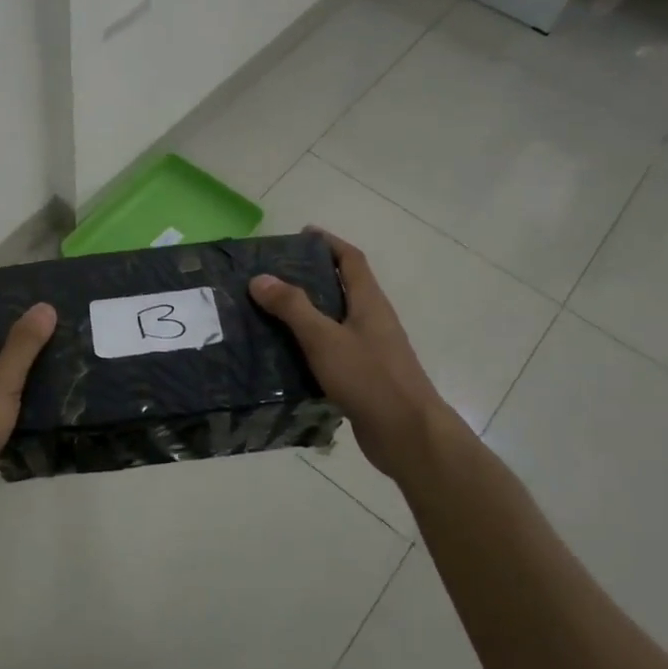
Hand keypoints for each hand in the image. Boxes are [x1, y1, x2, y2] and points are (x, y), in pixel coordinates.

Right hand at [248, 229, 461, 479]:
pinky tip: (284, 356)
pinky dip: (310, 346)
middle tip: (272, 277)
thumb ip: (293, 307)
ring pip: (335, 322)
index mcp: (369, 302)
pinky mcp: (363, 377)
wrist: (407, 434)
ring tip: (268, 313)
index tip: (302, 234)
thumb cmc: (369, 378)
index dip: (329, 243)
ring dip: (307, 314)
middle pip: (342, 288)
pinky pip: (332, 351)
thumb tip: (260, 278)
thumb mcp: (325, 339)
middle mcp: (372, 320)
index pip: (351, 259)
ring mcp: (371, 350)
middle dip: (310, 278)